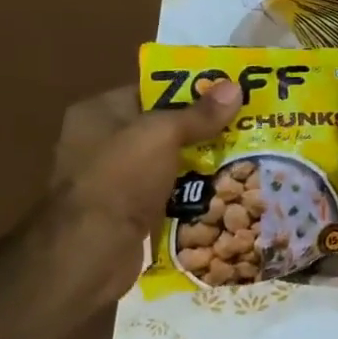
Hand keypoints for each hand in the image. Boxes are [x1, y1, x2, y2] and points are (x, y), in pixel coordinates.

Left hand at [45, 80, 241, 305]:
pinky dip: (193, 191)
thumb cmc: (120, 178)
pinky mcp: (128, 212)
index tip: (230, 92)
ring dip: (202, 161)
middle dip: (203, 127)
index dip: (190, 89)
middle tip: (246, 124)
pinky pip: (169, 192)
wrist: (91, 251)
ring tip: (246, 155)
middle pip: (164, 126)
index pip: (152, 90)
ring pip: (170, 161)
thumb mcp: (163, 134)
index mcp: (98, 113)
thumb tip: (236, 87)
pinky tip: (226, 189)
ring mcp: (114, 179)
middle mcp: (101, 142)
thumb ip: (200, 113)